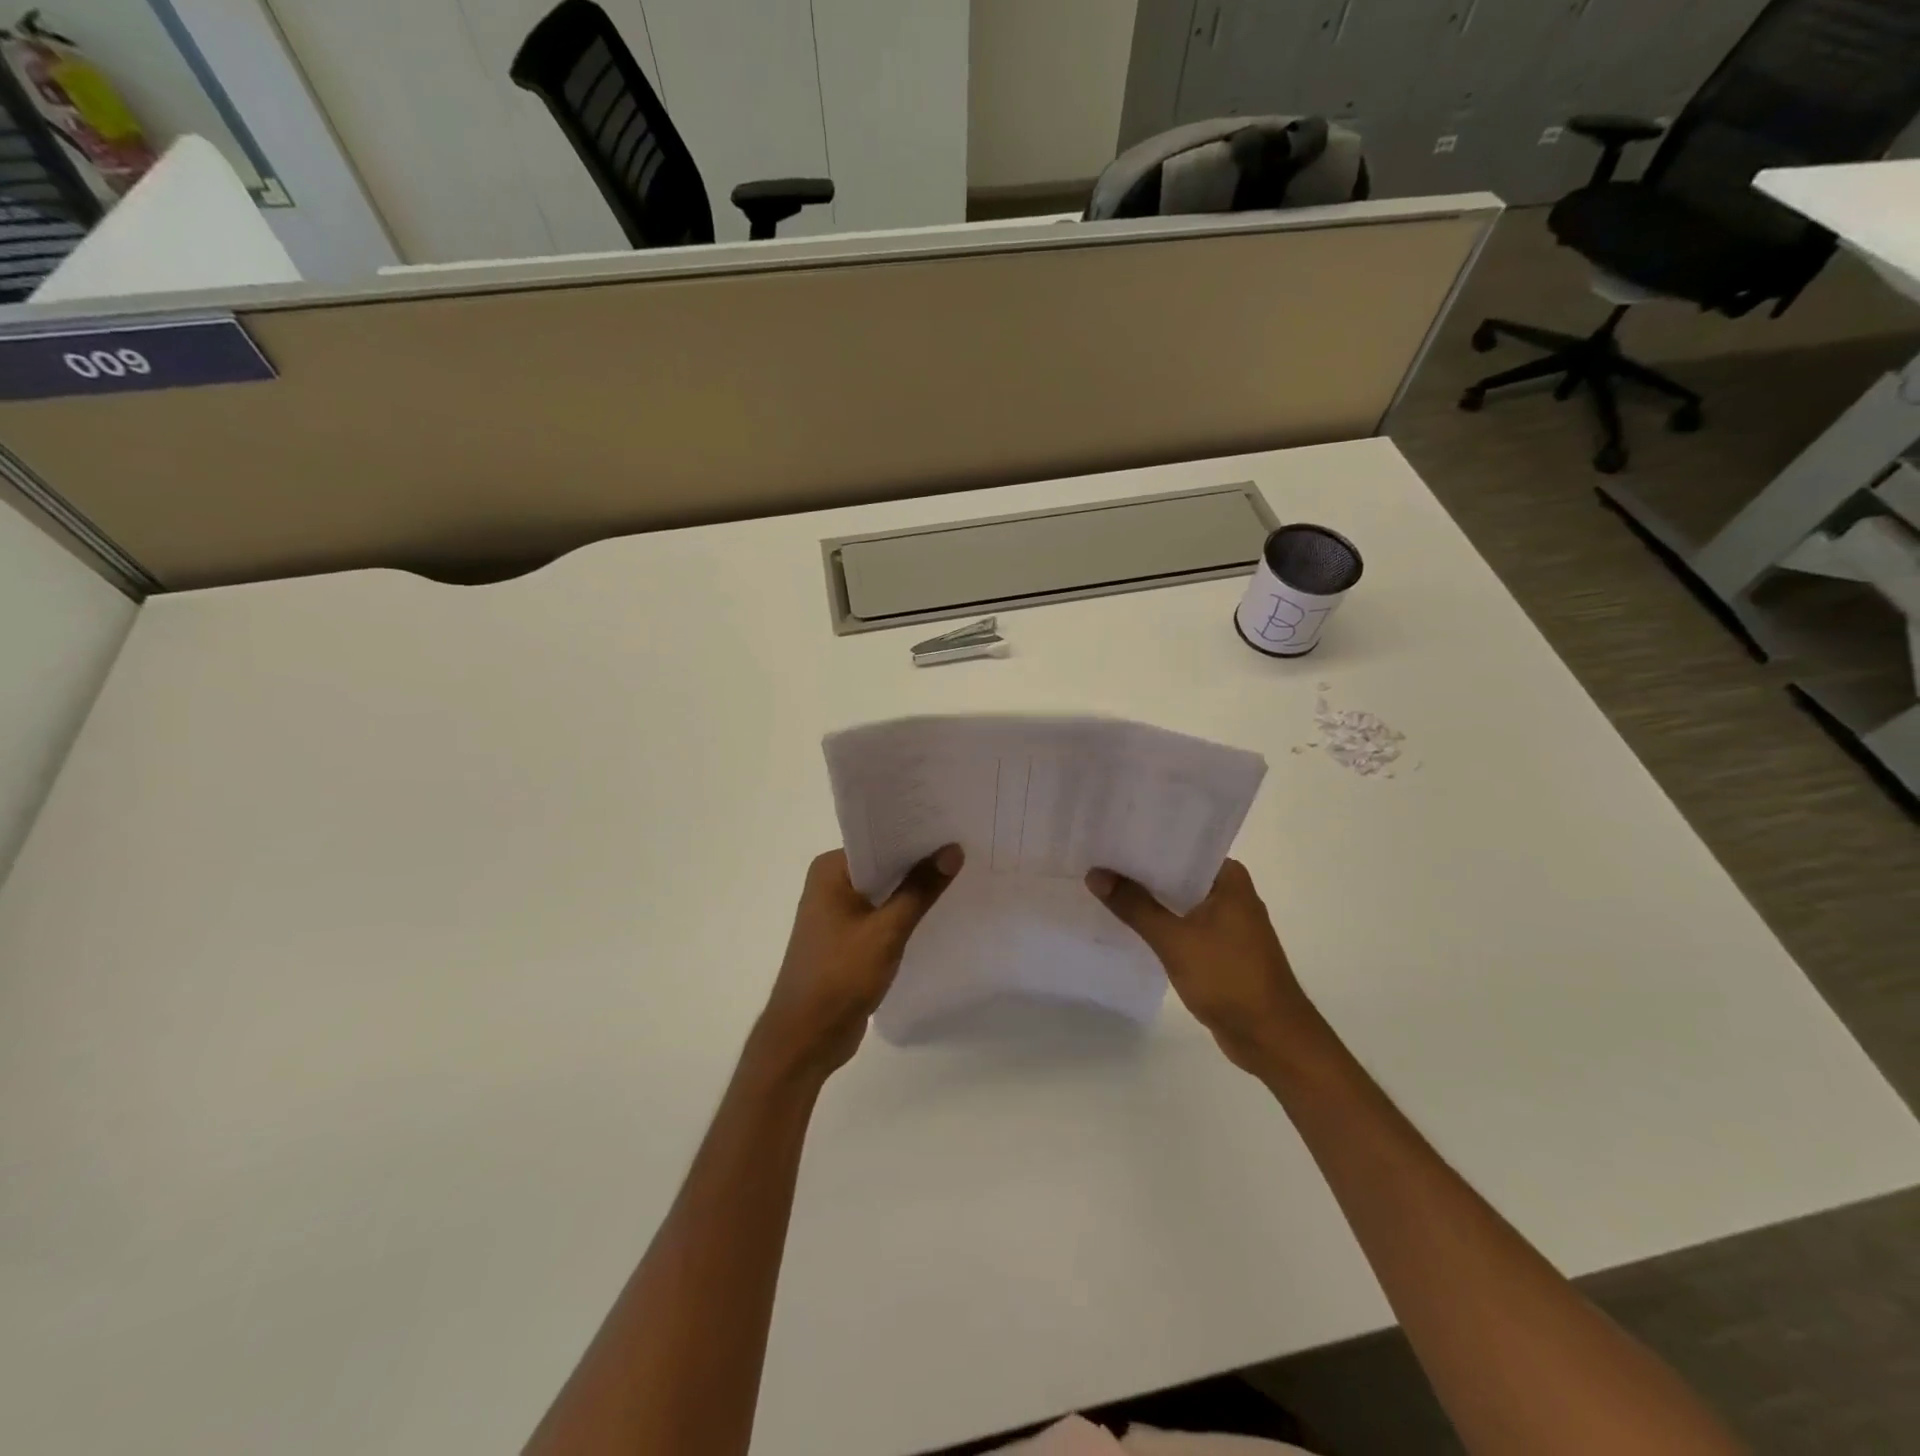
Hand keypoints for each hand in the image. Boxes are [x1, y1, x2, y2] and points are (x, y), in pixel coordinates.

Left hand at [755, 846, 962, 1077]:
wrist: (805, 1038)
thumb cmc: (839, 976)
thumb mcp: (887, 930)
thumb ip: (920, 889)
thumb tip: (952, 850)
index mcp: (830, 870)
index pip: (878, 839)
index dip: (914, 833)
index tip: (951, 825)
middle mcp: (830, 884)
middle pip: (883, 863)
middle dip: (919, 860)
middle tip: (964, 846)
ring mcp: (838, 913)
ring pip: (884, 891)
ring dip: (914, 888)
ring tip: (960, 872)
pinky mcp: (848, 938)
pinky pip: (882, 914)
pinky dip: (904, 912)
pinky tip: (937, 910)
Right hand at [1086, 859, 1320, 1073]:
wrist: (1272, 1039)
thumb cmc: (1229, 978)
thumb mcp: (1174, 940)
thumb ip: (1134, 906)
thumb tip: (1095, 874)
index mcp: (1228, 878)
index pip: (1179, 847)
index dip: (1143, 842)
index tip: (1108, 836)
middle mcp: (1230, 892)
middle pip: (1176, 873)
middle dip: (1139, 871)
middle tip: (1095, 860)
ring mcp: (1227, 922)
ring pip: (1178, 901)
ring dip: (1147, 899)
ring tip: (1102, 887)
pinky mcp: (1220, 948)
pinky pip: (1182, 925)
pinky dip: (1159, 923)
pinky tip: (1126, 923)